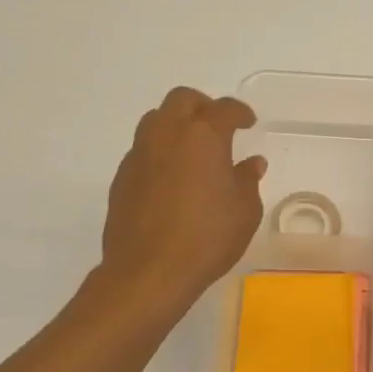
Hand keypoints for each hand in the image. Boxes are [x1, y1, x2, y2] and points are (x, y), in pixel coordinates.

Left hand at [99, 87, 266, 309]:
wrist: (148, 272)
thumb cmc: (207, 238)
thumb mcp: (245, 212)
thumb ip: (248, 180)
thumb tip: (251, 163)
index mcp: (203, 136)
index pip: (224, 109)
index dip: (240, 112)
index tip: (248, 123)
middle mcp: (167, 134)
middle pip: (182, 100)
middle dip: (203, 107)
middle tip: (218, 127)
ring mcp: (139, 154)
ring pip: (156, 119)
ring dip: (176, 125)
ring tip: (192, 150)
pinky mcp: (122, 177)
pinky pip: (143, 149)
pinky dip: (160, 152)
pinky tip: (171, 178)